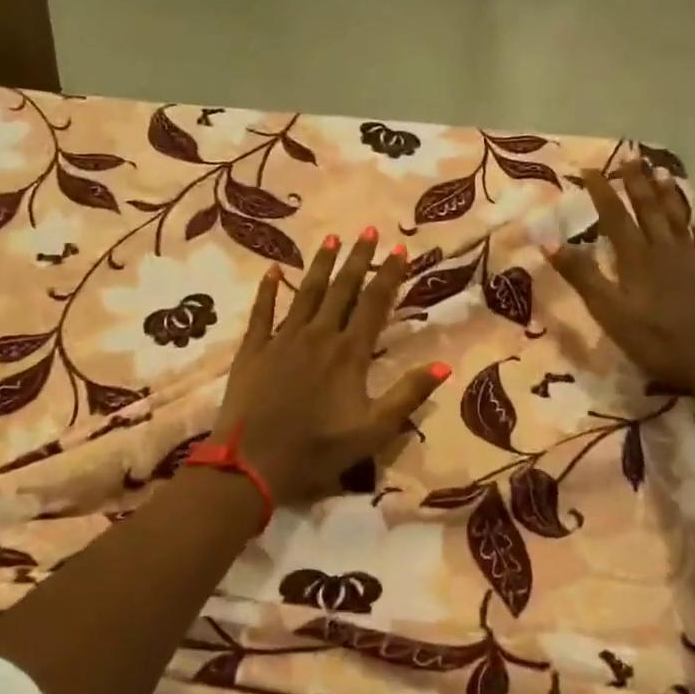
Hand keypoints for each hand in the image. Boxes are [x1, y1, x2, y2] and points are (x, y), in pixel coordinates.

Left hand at [213, 228, 450, 505]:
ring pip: (305, 293)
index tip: (399, 248)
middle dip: (357, 259)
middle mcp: (318, 336)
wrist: (251, 463)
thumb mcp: (373, 431)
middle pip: (341, 289)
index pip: (375, 304)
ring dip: (320, 265)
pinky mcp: (253, 350)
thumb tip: (443, 365)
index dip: (389, 275)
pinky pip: (262, 312)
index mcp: (349, 354)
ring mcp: (282, 339)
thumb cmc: (317, 450)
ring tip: (330, 238)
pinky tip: (272, 271)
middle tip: (368, 230)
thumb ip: (407, 395)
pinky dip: (267, 290)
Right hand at [548, 159, 694, 393]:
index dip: (602, 192)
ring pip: (679, 222)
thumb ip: (582, 276)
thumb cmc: (656, 340)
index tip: (590, 169)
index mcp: (637, 259)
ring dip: (669, 197)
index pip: (615, 217)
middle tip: (632, 157)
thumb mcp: (609, 312)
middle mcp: (665, 252)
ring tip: (663, 174)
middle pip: (650, 211)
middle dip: (638, 183)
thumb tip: (550, 242)